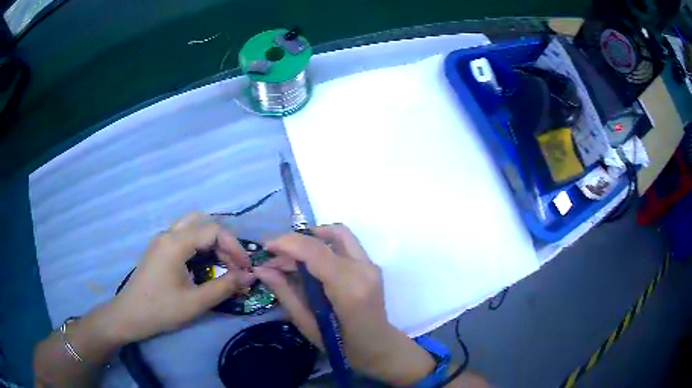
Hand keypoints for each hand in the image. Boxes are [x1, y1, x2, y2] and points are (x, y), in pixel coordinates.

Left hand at [106, 212, 254, 343]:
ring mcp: (161, 240)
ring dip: (211, 241)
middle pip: (202, 221)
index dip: (234, 246)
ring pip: (192, 227)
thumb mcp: (196, 302)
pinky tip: (204, 265)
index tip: (246, 268)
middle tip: (234, 263)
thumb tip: (250, 277)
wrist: (129, 315)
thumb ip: (224, 287)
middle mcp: (168, 234)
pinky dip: (200, 245)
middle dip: (223, 240)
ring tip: (223, 264)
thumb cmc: (161, 309)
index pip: (213, 230)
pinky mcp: (159, 249)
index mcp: (175, 243)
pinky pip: (183, 237)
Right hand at [254, 224, 435, 385]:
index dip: (288, 243)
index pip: (315, 252)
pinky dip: (324, 243)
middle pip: (324, 239)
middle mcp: (363, 270)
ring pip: (338, 233)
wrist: (379, 346)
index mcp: (349, 290)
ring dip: (311, 238)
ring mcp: (370, 265)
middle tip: (275, 258)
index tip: (266, 246)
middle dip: (295, 243)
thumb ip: (286, 294)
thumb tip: (262, 270)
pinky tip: (310, 259)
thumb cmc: (343, 346)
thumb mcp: (308, 325)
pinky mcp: (371, 264)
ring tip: (291, 256)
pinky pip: (345, 242)